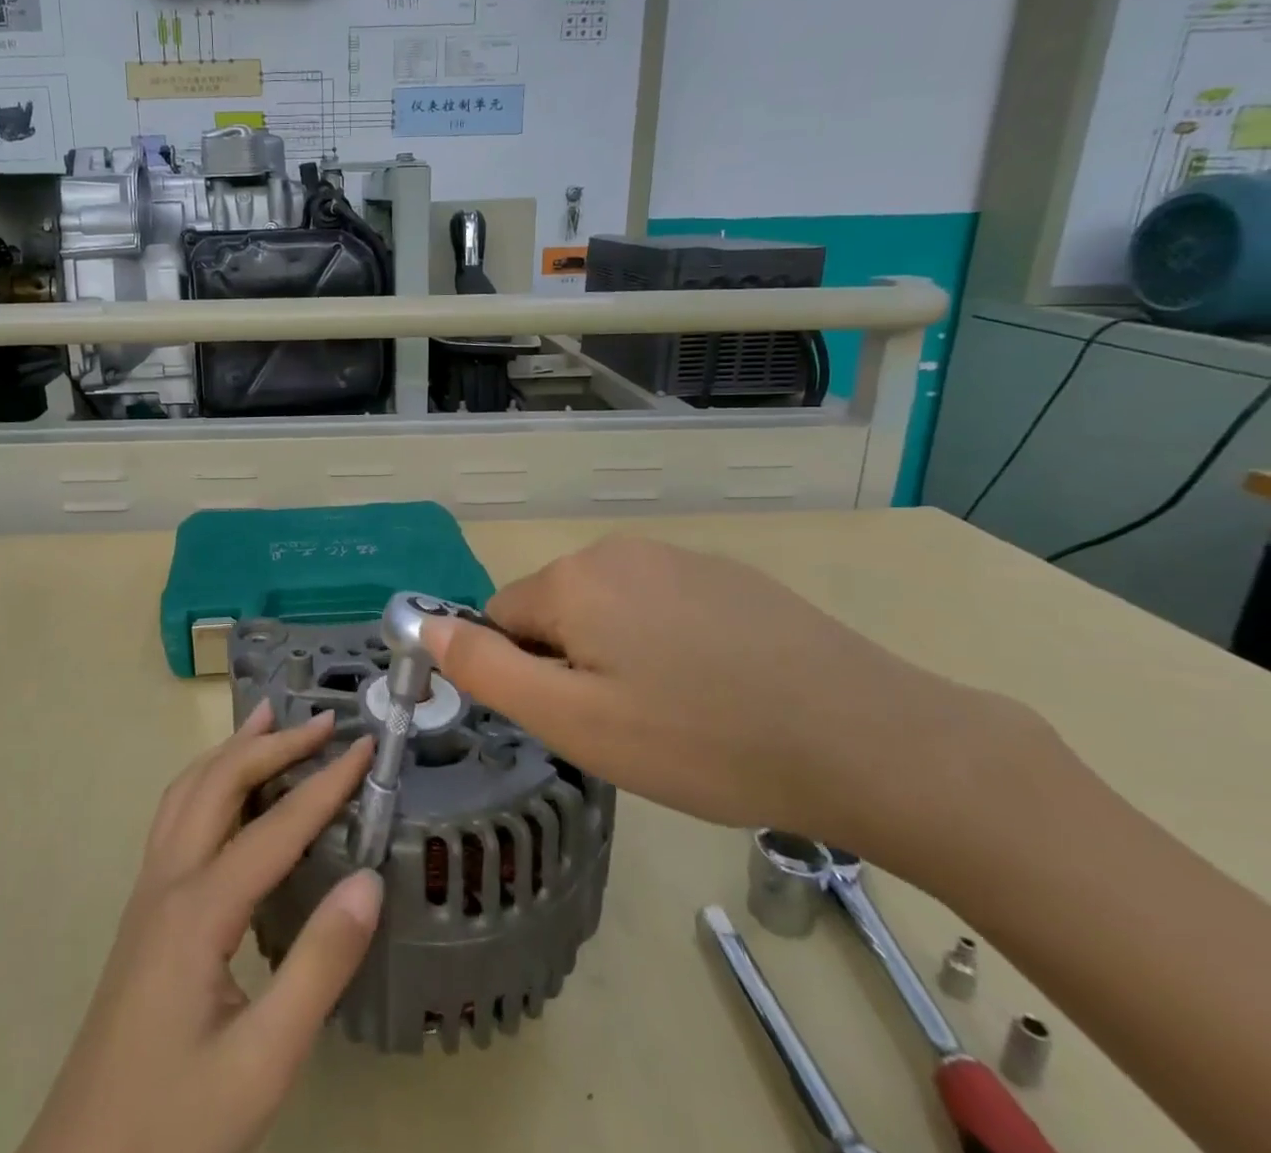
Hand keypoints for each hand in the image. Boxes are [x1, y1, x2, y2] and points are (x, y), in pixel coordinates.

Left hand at [19, 703, 379, 1152]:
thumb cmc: (176, 1122)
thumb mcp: (262, 1061)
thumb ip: (318, 966)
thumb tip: (369, 879)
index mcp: (198, 910)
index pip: (275, 827)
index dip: (325, 784)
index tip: (366, 747)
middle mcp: (167, 882)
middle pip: (219, 784)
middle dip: (273, 745)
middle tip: (321, 722)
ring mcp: (148, 893)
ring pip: (187, 792)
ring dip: (231, 750)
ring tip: (267, 719)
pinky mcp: (144, 912)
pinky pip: (175, 817)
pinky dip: (208, 779)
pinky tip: (227, 791)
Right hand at [423, 534, 1049, 862]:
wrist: (866, 739)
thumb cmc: (700, 740)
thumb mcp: (575, 722)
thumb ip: (487, 670)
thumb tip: (425, 625)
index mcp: (573, 579)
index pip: (502, 619)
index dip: (527, 676)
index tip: (578, 721)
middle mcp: (618, 551)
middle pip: (556, 611)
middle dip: (572, 664)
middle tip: (627, 726)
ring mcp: (679, 557)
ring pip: (610, 610)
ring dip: (620, 656)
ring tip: (677, 715)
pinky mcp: (728, 576)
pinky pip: (663, 608)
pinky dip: (669, 646)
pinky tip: (720, 691)